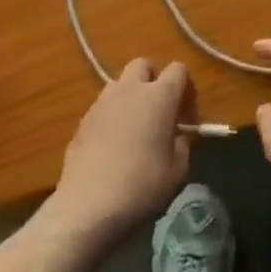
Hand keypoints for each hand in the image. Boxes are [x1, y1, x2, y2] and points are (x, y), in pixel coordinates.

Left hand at [40, 60, 190, 256]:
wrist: (88, 206)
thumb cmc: (141, 186)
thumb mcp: (178, 171)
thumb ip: (182, 144)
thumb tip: (177, 135)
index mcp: (159, 96)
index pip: (179, 69)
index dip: (187, 88)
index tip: (187, 116)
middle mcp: (130, 89)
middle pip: (144, 65)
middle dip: (155, 81)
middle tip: (160, 112)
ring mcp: (103, 102)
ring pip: (120, 83)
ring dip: (131, 96)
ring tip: (135, 127)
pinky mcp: (83, 120)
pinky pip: (103, 106)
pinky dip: (113, 115)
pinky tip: (113, 145)